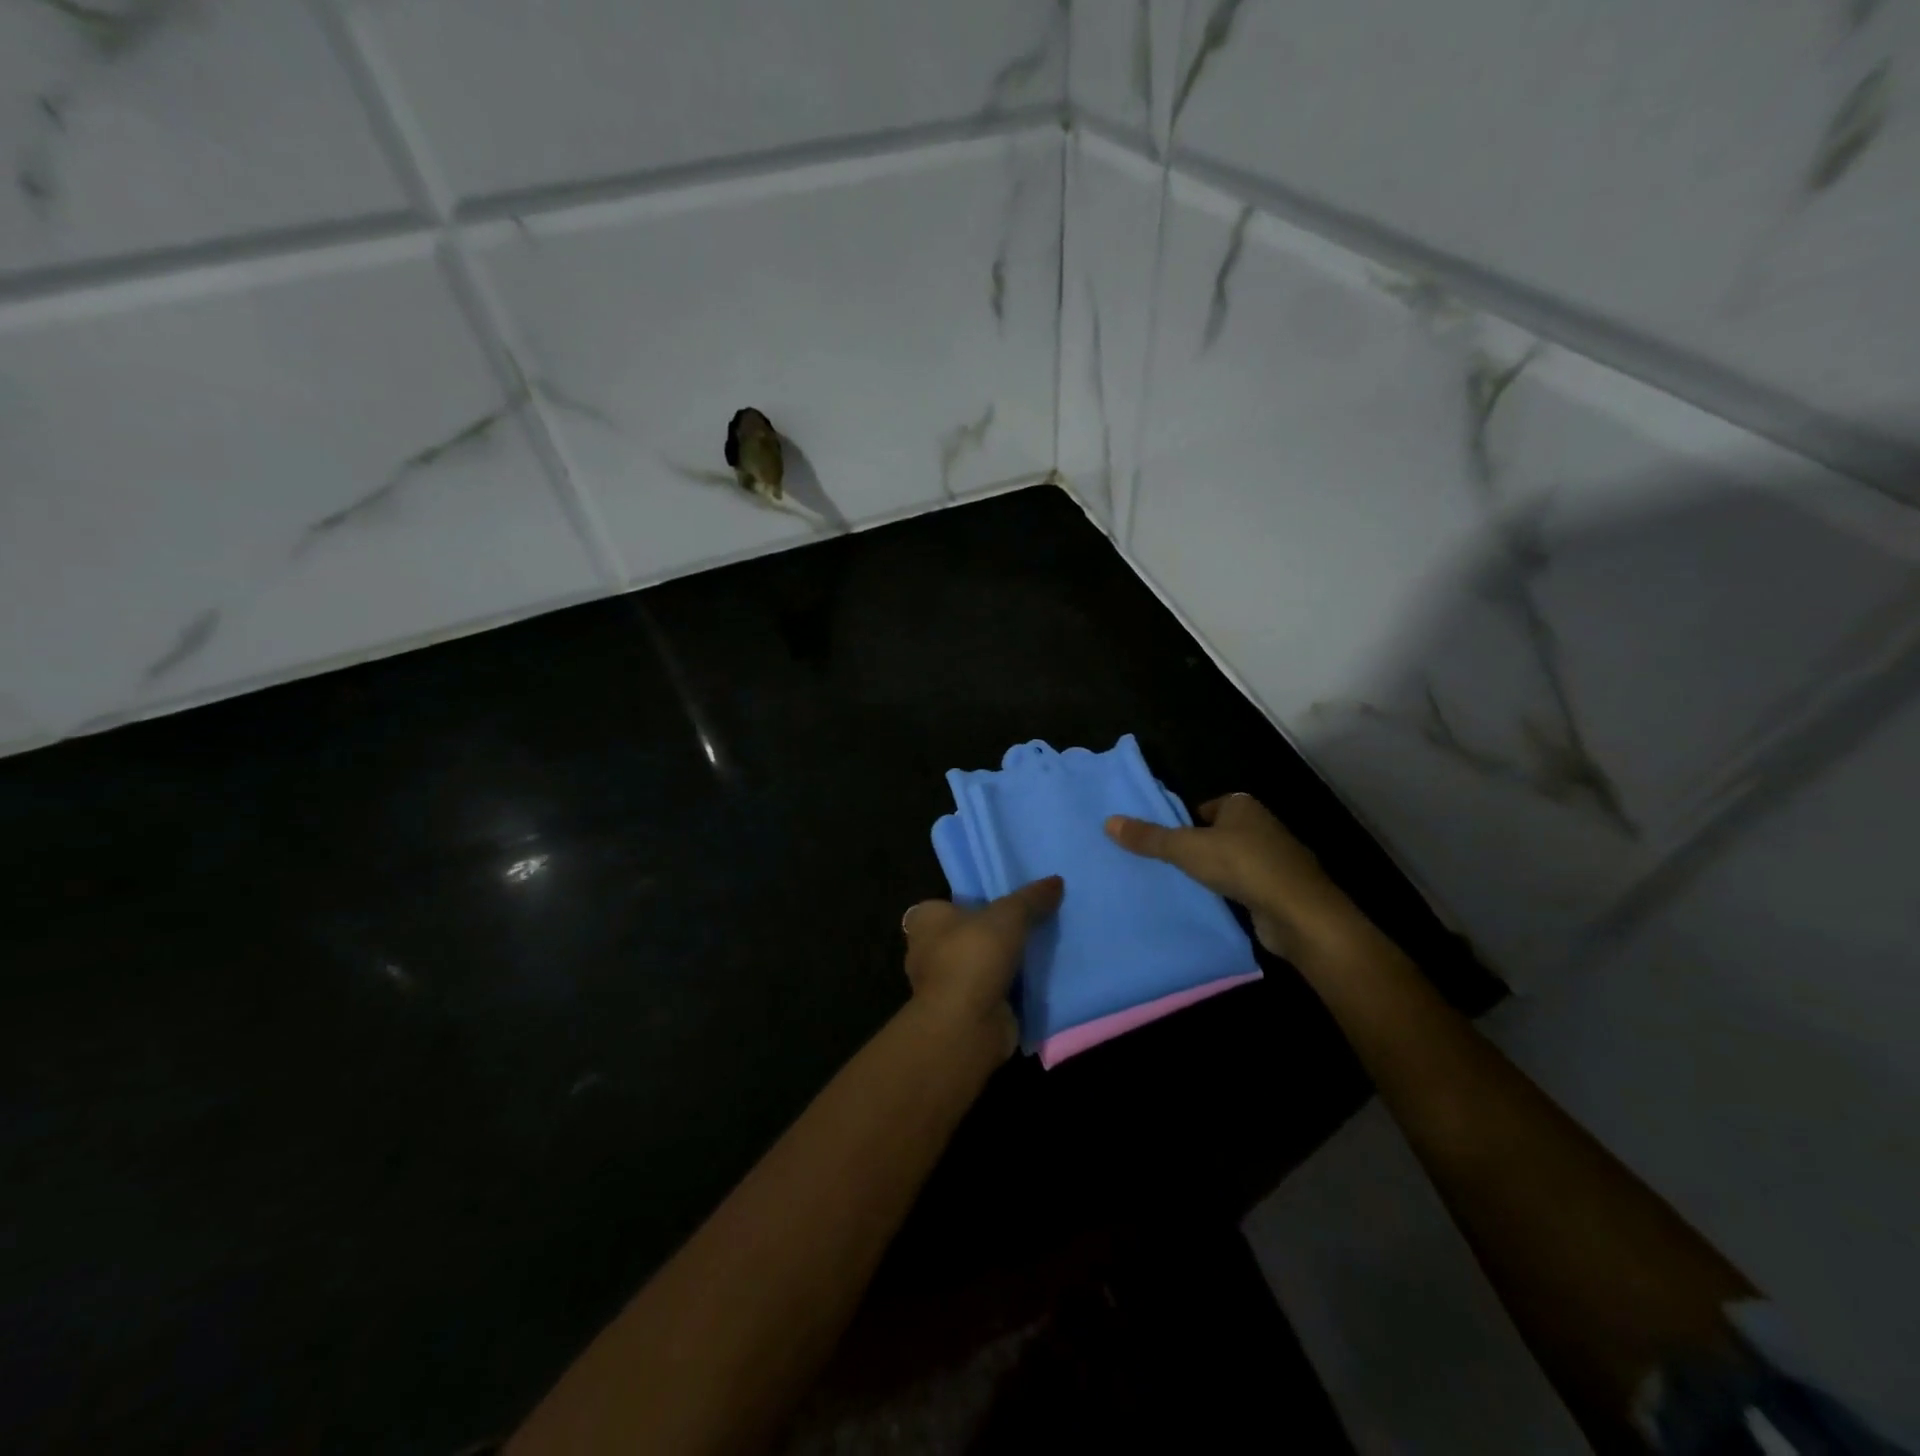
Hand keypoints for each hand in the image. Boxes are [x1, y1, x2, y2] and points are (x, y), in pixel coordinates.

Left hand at [900, 877, 1063, 1061]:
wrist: (966, 1025)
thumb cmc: (973, 956)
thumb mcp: (1009, 915)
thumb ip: (1031, 898)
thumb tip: (1056, 880)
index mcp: (925, 921)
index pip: (945, 904)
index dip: (970, 902)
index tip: (1000, 901)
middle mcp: (927, 951)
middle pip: (965, 935)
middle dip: (991, 934)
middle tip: (1028, 923)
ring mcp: (944, 985)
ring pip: (979, 965)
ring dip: (1002, 964)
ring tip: (1039, 950)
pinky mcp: (963, 1011)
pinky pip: (990, 991)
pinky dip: (1009, 989)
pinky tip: (1037, 980)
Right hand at [1105, 794, 1354, 961]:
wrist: (1300, 913)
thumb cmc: (1243, 866)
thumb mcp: (1186, 849)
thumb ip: (1149, 838)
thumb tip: (1108, 822)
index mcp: (1242, 806)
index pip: (1204, 808)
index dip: (1184, 823)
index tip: (1163, 842)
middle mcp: (1262, 826)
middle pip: (1218, 834)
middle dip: (1196, 848)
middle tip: (1164, 865)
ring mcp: (1275, 859)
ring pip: (1232, 861)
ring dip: (1214, 872)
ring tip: (1182, 886)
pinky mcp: (1280, 890)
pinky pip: (1245, 886)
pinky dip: (1230, 893)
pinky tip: (1212, 905)